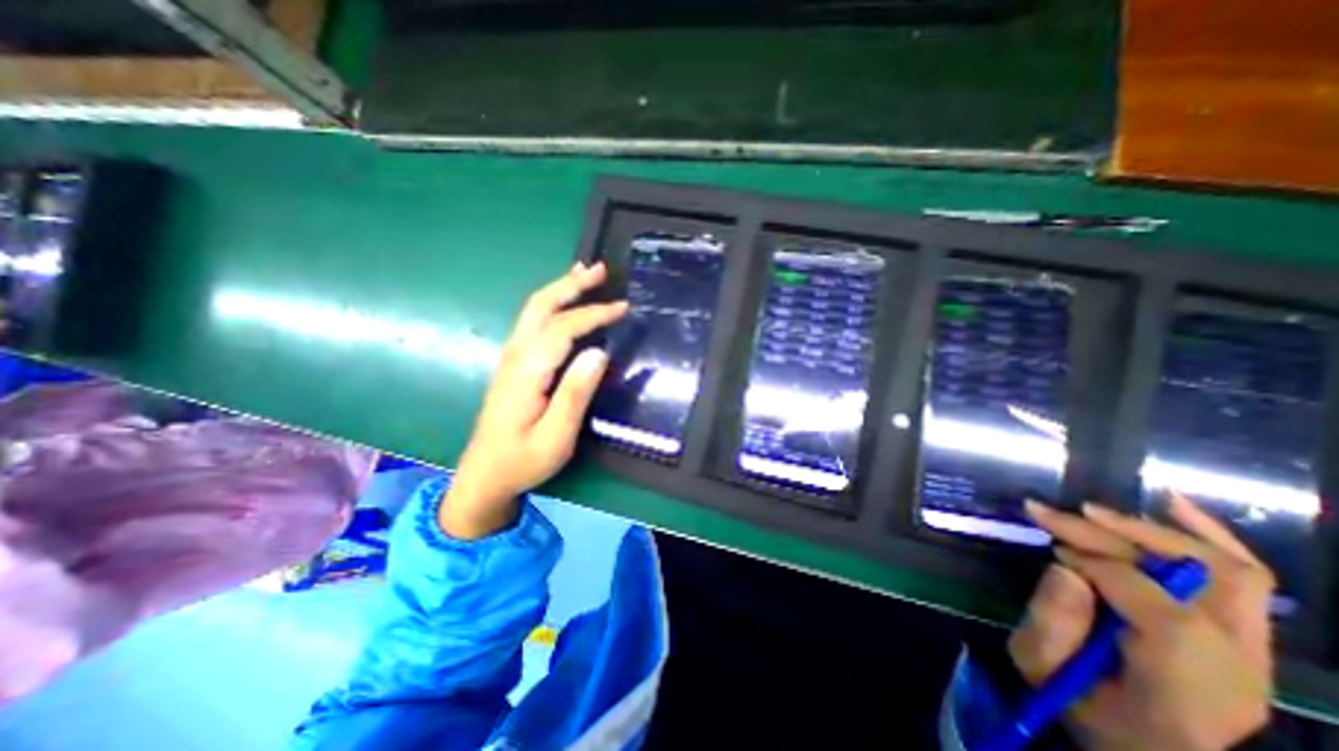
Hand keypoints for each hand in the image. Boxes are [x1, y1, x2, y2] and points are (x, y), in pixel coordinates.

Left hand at [441, 264, 629, 539]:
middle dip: (571, 284)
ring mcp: (511, 358)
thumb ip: (575, 394)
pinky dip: (552, 303)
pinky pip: (534, 321)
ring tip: (586, 274)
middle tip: (601, 269)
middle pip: (541, 306)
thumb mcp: (556, 437)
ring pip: (534, 310)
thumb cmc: (523, 461)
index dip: (593, 314)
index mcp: (527, 372)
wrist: (484, 476)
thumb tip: (599, 353)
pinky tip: (564, 303)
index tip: (623, 308)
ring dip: (561, 288)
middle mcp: (515, 356)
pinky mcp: (513, 364)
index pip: (562, 329)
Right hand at [1017, 493, 1274, 750]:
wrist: (1148, 750)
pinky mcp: (1246, 639)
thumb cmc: (1084, 711)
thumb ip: (1049, 622)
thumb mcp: (1042, 671)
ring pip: (1225, 571)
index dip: (1099, 568)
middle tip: (1049, 514)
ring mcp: (1253, 655)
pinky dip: (1206, 535)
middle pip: (1194, 582)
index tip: (1053, 554)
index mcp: (1186, 692)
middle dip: (1108, 536)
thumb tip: (1064, 567)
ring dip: (1149, 531)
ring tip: (1088, 510)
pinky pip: (1242, 577)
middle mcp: (1238, 671)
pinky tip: (1171, 502)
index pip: (1164, 613)